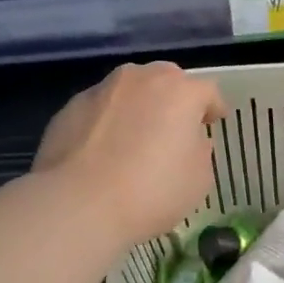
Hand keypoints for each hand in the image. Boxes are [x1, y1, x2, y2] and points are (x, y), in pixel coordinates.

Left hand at [35, 62, 224, 243]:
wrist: (78, 204)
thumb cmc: (151, 192)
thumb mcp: (198, 180)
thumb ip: (200, 151)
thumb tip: (189, 140)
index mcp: (180, 91)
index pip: (207, 91)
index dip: (213, 108)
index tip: (213, 122)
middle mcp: (140, 78)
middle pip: (165, 80)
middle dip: (173, 99)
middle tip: (174, 127)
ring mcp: (101, 90)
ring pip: (129, 91)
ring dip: (137, 107)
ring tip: (135, 138)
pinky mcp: (70, 107)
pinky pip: (100, 110)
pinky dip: (107, 122)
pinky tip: (102, 151)